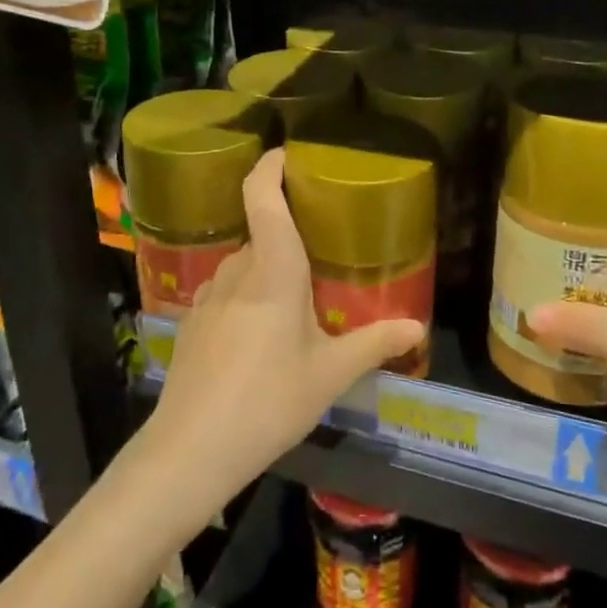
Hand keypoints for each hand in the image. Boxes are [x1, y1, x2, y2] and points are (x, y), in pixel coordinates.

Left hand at [149, 149, 424, 500]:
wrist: (190, 452)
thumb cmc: (269, 401)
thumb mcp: (329, 375)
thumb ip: (374, 344)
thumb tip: (417, 327)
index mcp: (272, 268)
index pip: (261, 195)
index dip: (270, 166)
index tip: (289, 155)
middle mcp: (237, 269)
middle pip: (262, 232)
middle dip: (290, 235)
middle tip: (324, 251)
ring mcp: (208, 295)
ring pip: (245, 264)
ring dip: (269, 269)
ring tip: (297, 298)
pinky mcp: (193, 321)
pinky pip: (227, 291)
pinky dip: (249, 295)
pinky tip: (262, 336)